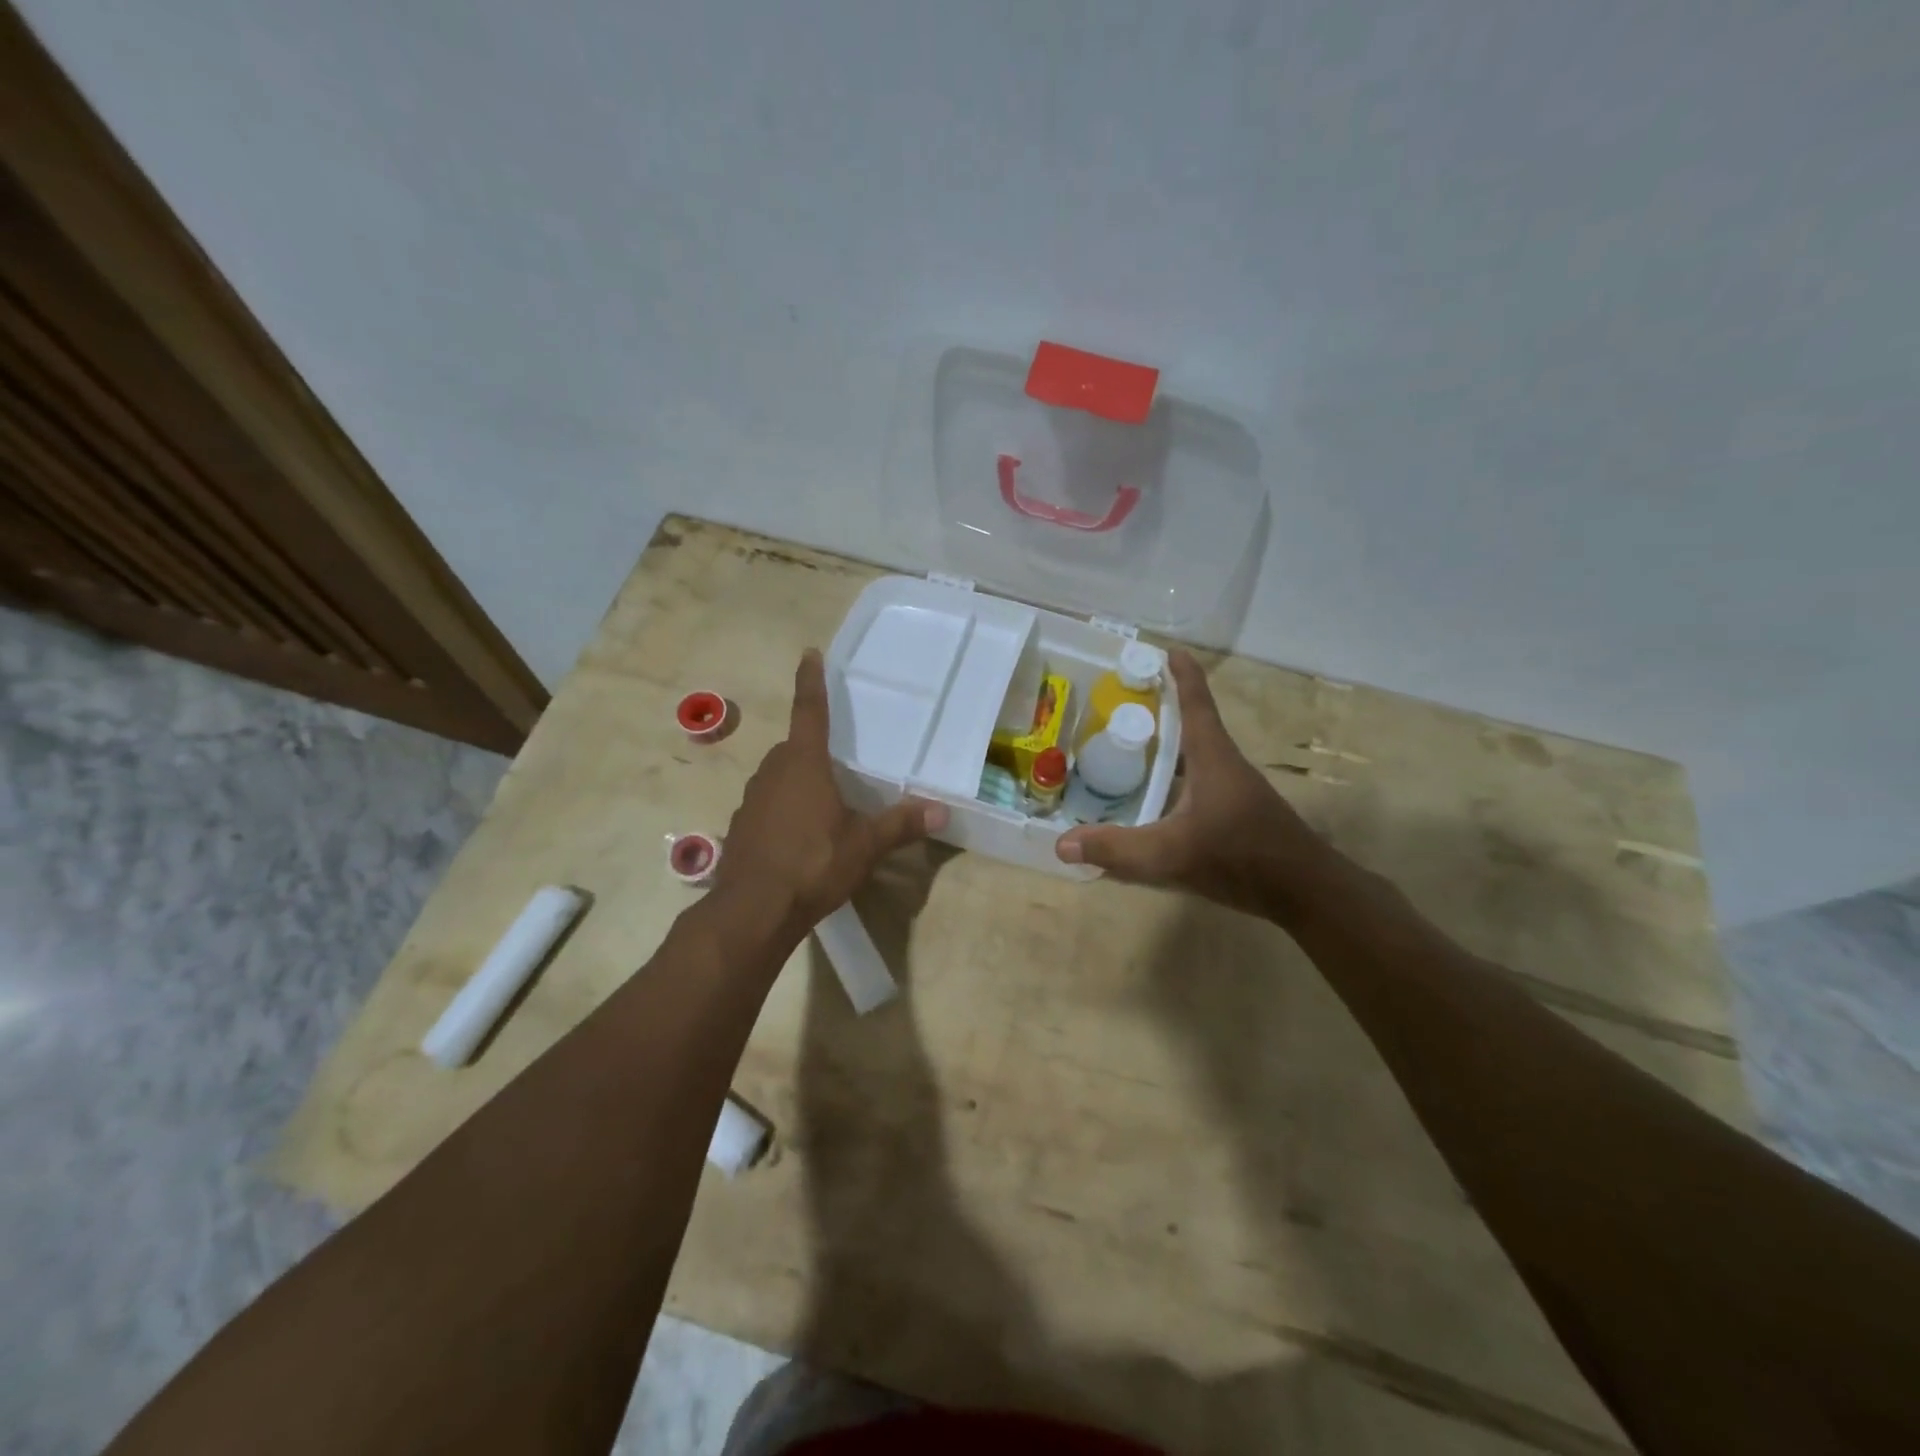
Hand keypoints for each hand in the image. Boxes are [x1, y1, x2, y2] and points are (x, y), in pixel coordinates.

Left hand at [717, 650, 947, 934]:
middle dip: (812, 748)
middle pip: (794, 747)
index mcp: (804, 764)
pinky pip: (767, 804)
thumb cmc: (813, 863)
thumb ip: (901, 825)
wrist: (753, 910)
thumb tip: (943, 812)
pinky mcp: (740, 826)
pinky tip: (798, 835)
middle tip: (836, 759)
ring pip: (779, 776)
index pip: (809, 711)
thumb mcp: (864, 845)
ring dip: (797, 780)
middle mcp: (773, 772)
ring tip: (823, 803)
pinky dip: (782, 809)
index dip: (810, 681)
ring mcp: (751, 799)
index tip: (809, 653)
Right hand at [1056, 650, 1336, 921]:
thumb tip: (1061, 843)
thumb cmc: (1240, 857)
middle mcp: (1225, 765)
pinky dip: (1176, 777)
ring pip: (1196, 757)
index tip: (1167, 651)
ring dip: (1169, 746)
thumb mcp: (1169, 854)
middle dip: (1163, 710)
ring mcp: (1234, 790)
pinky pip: (1199, 782)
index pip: (1195, 703)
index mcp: (1212, 757)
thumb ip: (1115, 849)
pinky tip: (1156, 798)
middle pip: (1193, 726)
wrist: (1305, 891)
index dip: (1181, 675)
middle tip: (1125, 702)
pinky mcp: (1238, 813)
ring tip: (1132, 746)